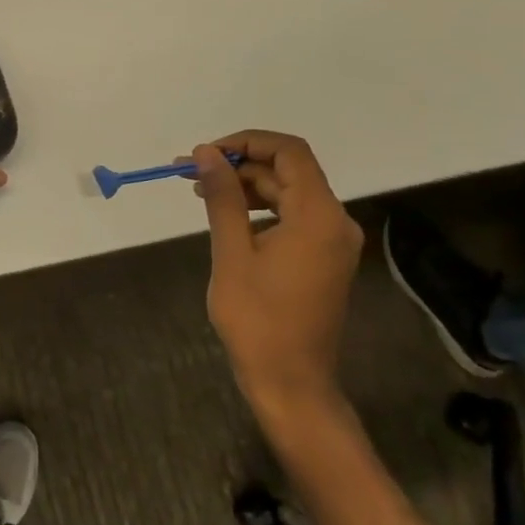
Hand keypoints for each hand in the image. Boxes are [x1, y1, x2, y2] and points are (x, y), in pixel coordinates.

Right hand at [190, 131, 362, 415]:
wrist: (291, 382)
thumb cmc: (257, 319)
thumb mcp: (232, 253)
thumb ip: (223, 197)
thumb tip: (206, 153)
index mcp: (318, 216)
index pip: (289, 152)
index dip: (246, 142)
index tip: (205, 154)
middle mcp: (335, 221)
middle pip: (288, 171)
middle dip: (238, 166)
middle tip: (189, 173)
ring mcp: (332, 242)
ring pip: (289, 193)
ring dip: (246, 187)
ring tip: (201, 193)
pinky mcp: (324, 258)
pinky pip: (293, 216)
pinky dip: (260, 209)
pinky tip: (228, 218)